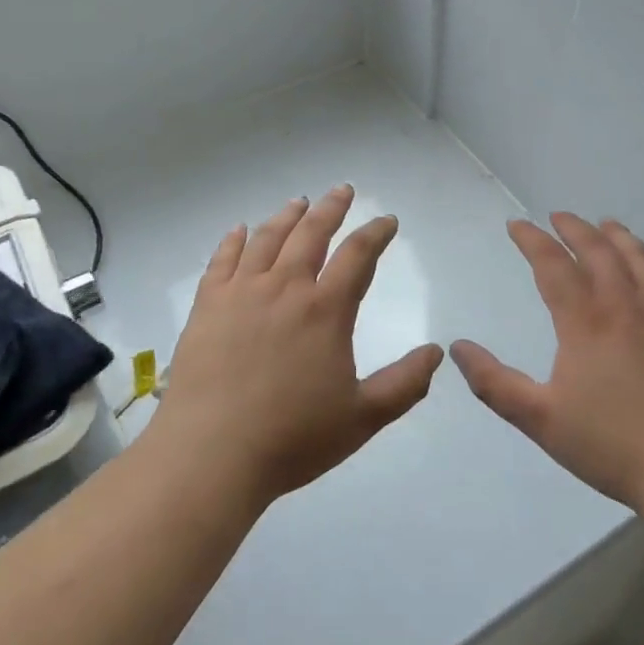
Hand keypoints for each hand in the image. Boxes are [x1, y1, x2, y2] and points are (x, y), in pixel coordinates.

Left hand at [147, 185, 444, 508]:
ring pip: (267, 239)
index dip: (376, 233)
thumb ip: (404, 384)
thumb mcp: (362, 418)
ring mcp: (241, 292)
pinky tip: (239, 230)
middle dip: (331, 208)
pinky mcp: (207, 305)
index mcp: (325, 310)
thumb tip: (436, 352)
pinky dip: (233, 240)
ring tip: (299, 202)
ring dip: (287, 216)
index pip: (358, 256)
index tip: (387, 221)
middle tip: (342, 190)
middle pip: (311, 233)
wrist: (211, 454)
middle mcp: (285, 288)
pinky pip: (222, 260)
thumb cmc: (292, 438)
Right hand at [450, 213, 643, 517]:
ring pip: (640, 260)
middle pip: (599, 251)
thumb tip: (458, 347)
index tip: (516, 226)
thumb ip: (495, 383)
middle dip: (574, 228)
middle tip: (558, 216)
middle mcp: (625, 306)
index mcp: (586, 322)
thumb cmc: (612, 446)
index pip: (553, 264)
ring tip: (606, 224)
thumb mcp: (541, 420)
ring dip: (618, 237)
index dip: (532, 240)